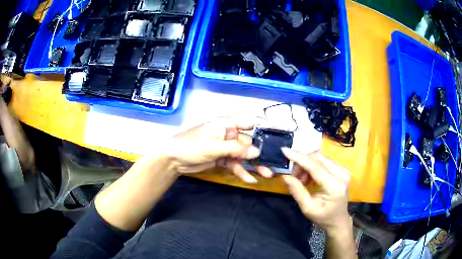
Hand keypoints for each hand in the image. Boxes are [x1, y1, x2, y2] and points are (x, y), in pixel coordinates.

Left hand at [165, 117, 272, 183]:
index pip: (251, 122)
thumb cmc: (191, 146)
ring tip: (266, 174)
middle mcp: (229, 134)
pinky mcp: (222, 159)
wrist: (172, 159)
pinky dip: (242, 171)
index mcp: (227, 124)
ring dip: (254, 165)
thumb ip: (235, 150)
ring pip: (244, 156)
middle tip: (275, 162)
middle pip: (250, 143)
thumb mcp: (214, 147)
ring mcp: (225, 147)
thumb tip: (257, 152)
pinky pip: (235, 164)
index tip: (283, 130)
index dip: (267, 125)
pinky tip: (250, 179)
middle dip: (261, 153)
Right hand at [281, 148, 350, 232]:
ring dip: (307, 164)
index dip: (299, 158)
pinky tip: (309, 178)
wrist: (338, 219)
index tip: (285, 151)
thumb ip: (297, 191)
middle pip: (318, 158)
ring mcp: (344, 170)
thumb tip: (285, 176)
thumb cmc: (323, 217)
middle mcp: (342, 174)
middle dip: (302, 162)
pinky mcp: (343, 169)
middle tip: (293, 176)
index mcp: (335, 186)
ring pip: (321, 157)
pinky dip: (313, 166)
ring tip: (301, 180)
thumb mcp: (307, 208)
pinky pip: (324, 161)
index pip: (316, 167)